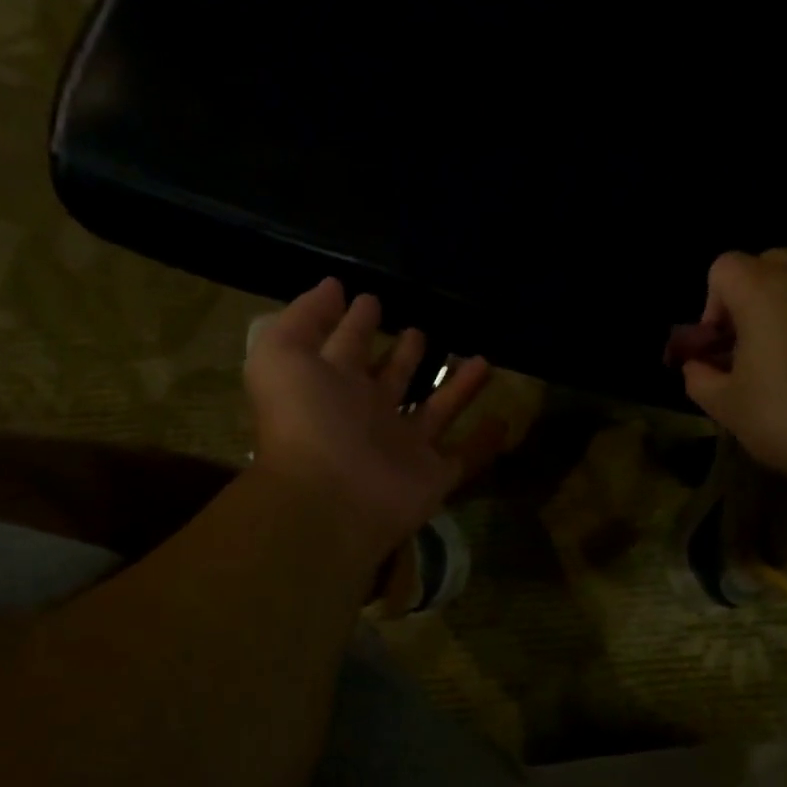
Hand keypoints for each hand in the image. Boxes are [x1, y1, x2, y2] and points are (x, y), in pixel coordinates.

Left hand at [245, 279, 501, 555]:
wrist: (330, 500)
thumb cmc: (305, 420)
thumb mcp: (283, 355)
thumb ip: (304, 317)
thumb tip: (333, 287)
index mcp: (332, 385)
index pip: (348, 346)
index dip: (357, 322)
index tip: (373, 298)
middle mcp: (367, 414)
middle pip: (391, 378)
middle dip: (404, 354)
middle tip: (422, 330)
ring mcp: (401, 447)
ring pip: (434, 410)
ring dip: (456, 387)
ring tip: (480, 358)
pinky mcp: (432, 476)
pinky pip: (464, 456)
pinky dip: (484, 442)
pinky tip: (503, 419)